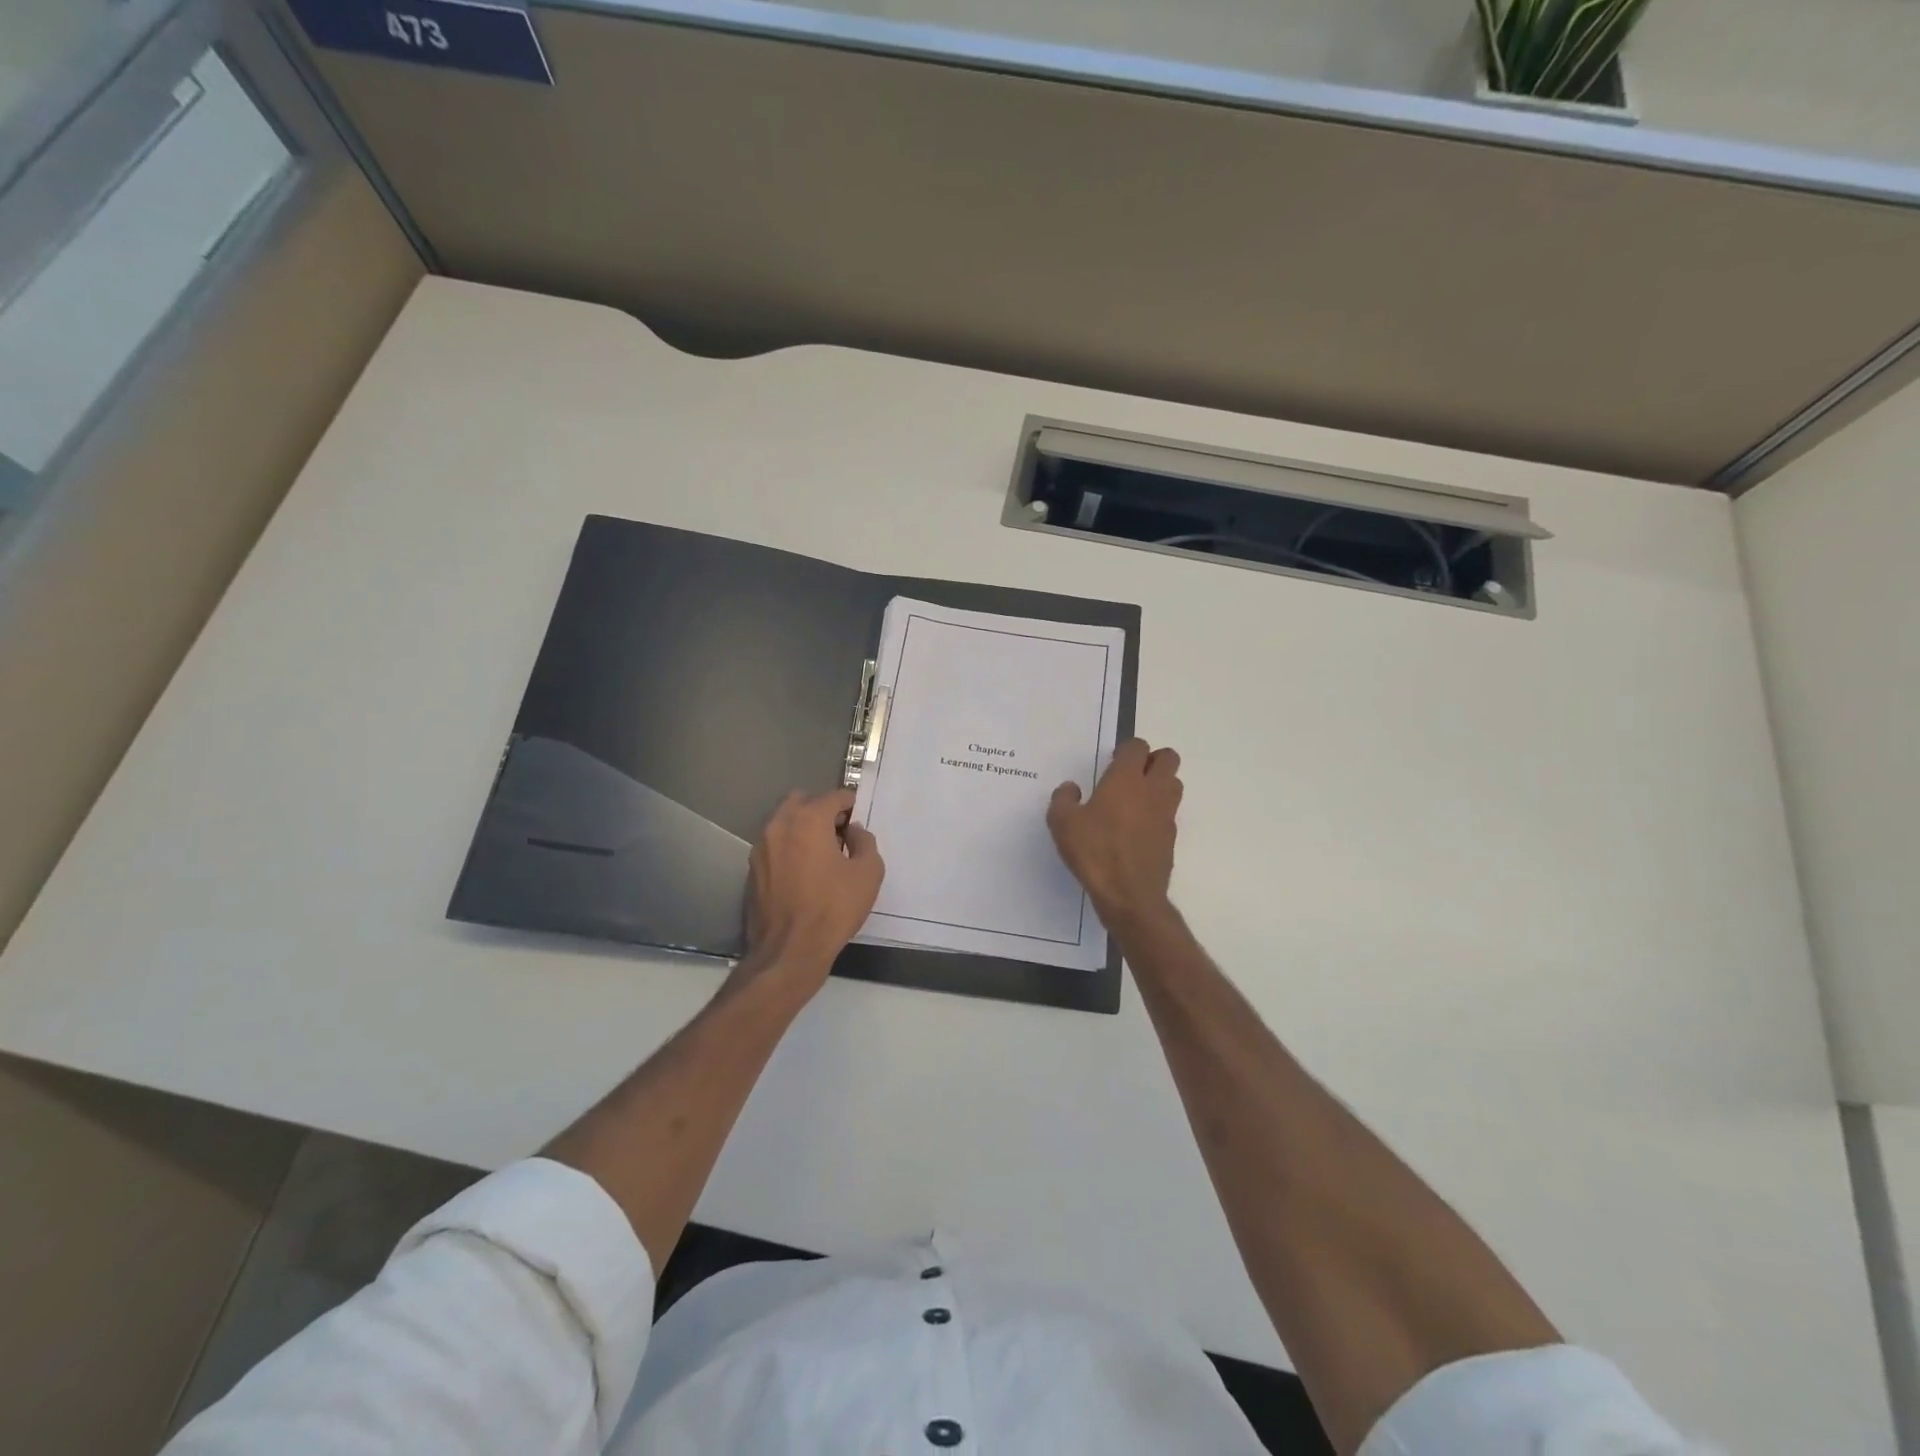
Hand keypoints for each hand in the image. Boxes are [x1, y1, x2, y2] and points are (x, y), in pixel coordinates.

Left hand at [741, 789, 883, 993]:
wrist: (789, 950)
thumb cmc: (833, 908)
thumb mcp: (868, 873)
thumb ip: (865, 841)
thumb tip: (853, 831)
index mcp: (808, 819)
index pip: (833, 796)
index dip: (851, 804)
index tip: (860, 819)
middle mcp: (779, 825)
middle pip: (802, 801)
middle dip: (822, 809)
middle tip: (840, 832)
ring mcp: (761, 847)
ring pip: (784, 822)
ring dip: (804, 827)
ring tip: (823, 853)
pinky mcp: (752, 869)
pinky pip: (775, 845)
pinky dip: (790, 847)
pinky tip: (805, 871)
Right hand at [1048, 738, 1182, 929]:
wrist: (1129, 895)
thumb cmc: (1095, 852)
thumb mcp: (1063, 823)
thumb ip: (1064, 799)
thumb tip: (1071, 789)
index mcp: (1127, 779)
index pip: (1138, 747)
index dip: (1127, 749)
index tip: (1112, 762)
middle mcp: (1153, 790)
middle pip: (1168, 758)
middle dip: (1152, 760)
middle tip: (1130, 775)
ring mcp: (1166, 814)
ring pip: (1174, 784)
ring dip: (1160, 784)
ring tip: (1135, 800)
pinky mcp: (1171, 838)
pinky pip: (1169, 813)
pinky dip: (1157, 813)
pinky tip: (1136, 830)